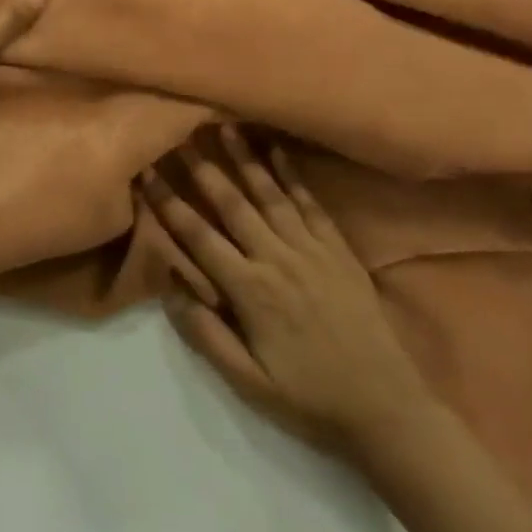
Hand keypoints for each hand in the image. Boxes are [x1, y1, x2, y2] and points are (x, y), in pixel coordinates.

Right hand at [144, 126, 427, 459]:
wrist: (384, 406)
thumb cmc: (310, 398)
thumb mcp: (251, 386)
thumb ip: (208, 337)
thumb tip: (171, 289)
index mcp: (250, 290)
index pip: (199, 237)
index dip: (170, 203)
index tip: (148, 172)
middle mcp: (276, 257)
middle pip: (232, 203)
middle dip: (203, 167)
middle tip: (181, 133)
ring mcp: (309, 247)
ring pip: (269, 192)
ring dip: (245, 158)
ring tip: (226, 125)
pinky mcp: (336, 247)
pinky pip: (309, 202)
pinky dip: (292, 173)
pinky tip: (277, 148)